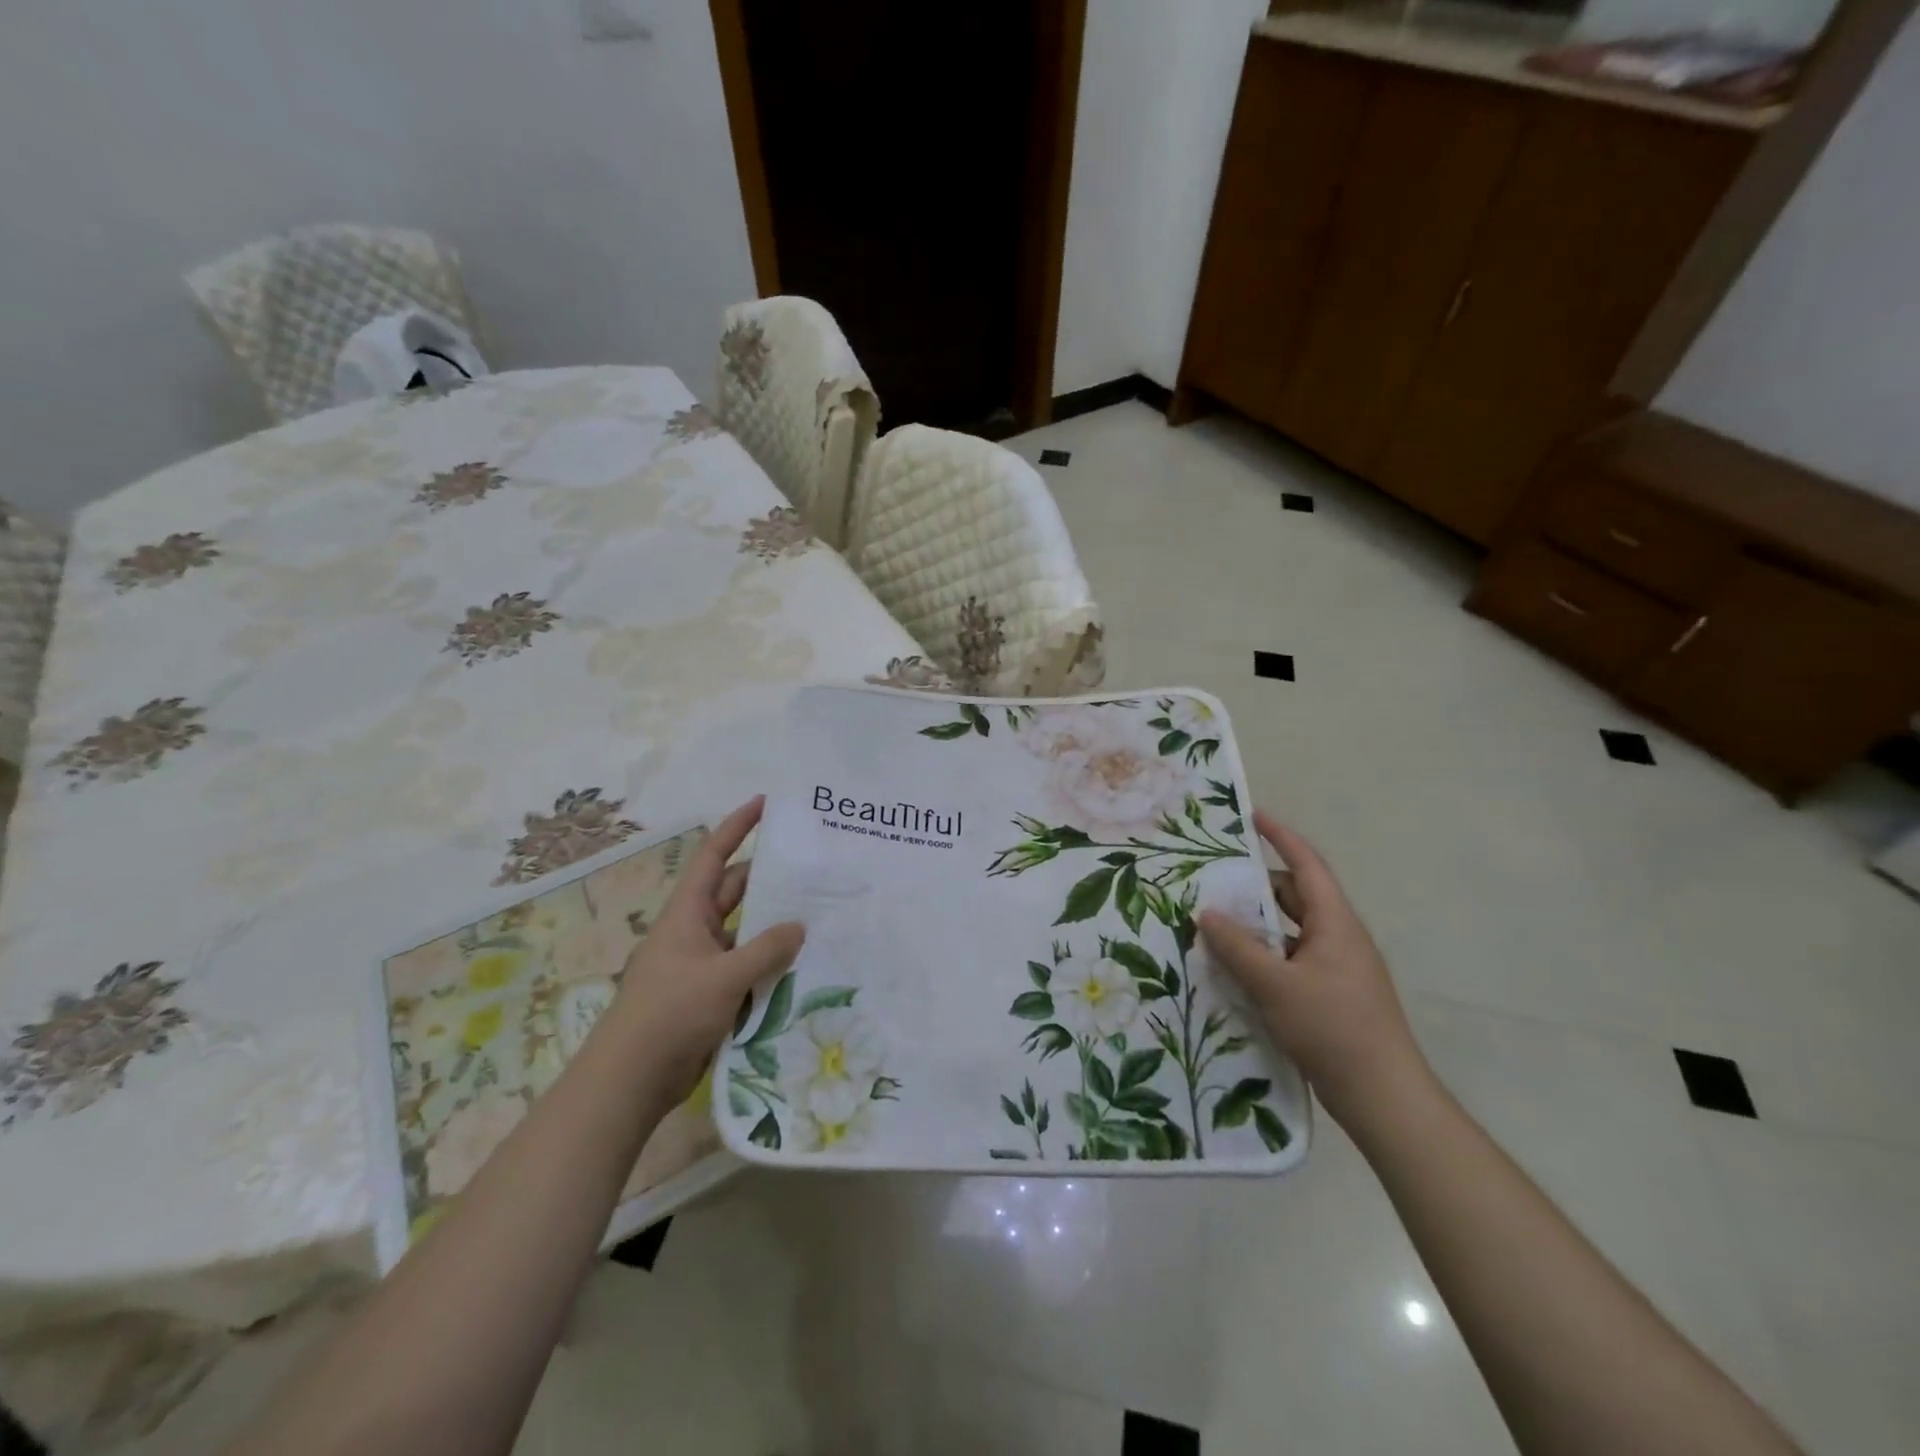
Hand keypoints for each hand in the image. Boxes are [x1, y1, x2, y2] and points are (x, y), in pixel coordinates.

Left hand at [609, 797, 803, 1099]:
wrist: (632, 1079)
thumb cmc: (671, 1013)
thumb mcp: (724, 976)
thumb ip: (766, 949)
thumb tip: (798, 926)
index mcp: (687, 913)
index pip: (714, 855)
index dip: (737, 826)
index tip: (765, 803)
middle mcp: (694, 930)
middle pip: (734, 891)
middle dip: (768, 877)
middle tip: (811, 866)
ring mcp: (702, 963)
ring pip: (744, 932)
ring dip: (772, 924)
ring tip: (817, 913)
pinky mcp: (710, 994)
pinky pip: (745, 966)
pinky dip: (769, 962)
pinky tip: (801, 964)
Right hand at [1199, 810, 1431, 1129]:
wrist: (1384, 1096)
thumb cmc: (1333, 1028)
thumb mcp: (1275, 985)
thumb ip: (1238, 947)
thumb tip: (1206, 914)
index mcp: (1335, 922)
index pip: (1306, 864)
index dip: (1280, 837)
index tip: (1252, 817)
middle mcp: (1339, 937)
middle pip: (1295, 897)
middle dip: (1256, 886)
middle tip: (1214, 879)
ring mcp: (1338, 967)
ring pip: (1290, 931)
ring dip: (1257, 925)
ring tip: (1215, 923)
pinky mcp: (1332, 994)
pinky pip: (1291, 959)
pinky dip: (1264, 955)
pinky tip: (1235, 969)